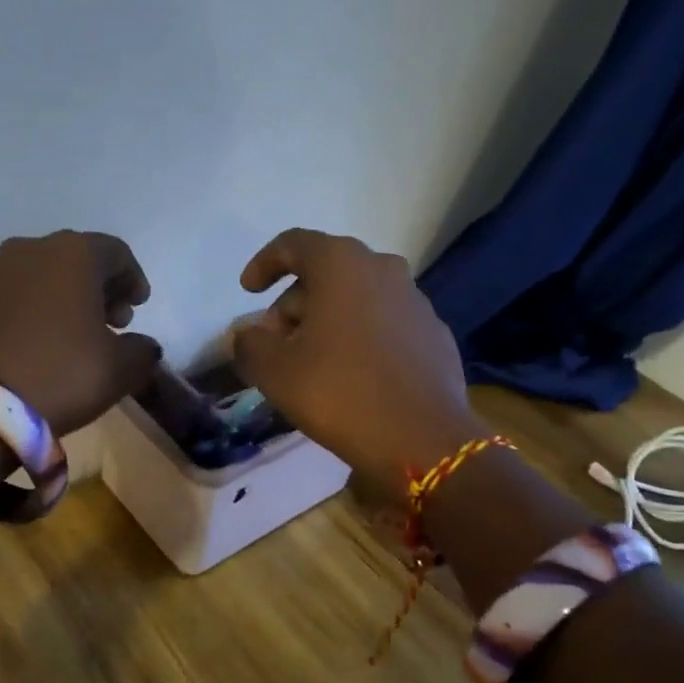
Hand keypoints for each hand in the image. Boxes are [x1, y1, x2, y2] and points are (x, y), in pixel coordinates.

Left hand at [0, 232, 161, 434]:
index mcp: (74, 254)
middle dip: (102, 287)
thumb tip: (141, 345)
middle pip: (78, 259)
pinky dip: (39, 308)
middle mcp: (32, 251)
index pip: (116, 252)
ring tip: (81, 334)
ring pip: (45, 275)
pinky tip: (46, 342)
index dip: (134, 278)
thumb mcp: (121, 368)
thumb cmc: (63, 373)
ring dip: (69, 297)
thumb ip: (142, 350)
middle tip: (115, 322)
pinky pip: (19, 294)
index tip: (140, 307)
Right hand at [230, 229, 478, 492]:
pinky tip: (354, 375)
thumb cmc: (340, 392)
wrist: (423, 438)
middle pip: (326, 272)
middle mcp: (383, 269)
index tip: (248, 292)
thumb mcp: (276, 371)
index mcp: (342, 264)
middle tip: (276, 343)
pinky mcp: (434, 333)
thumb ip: (250, 344)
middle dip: (294, 303)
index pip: (294, 244)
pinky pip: (386, 323)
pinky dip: (362, 337)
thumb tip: (249, 335)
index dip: (264, 263)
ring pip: (358, 298)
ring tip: (312, 362)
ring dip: (329, 320)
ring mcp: (416, 300)